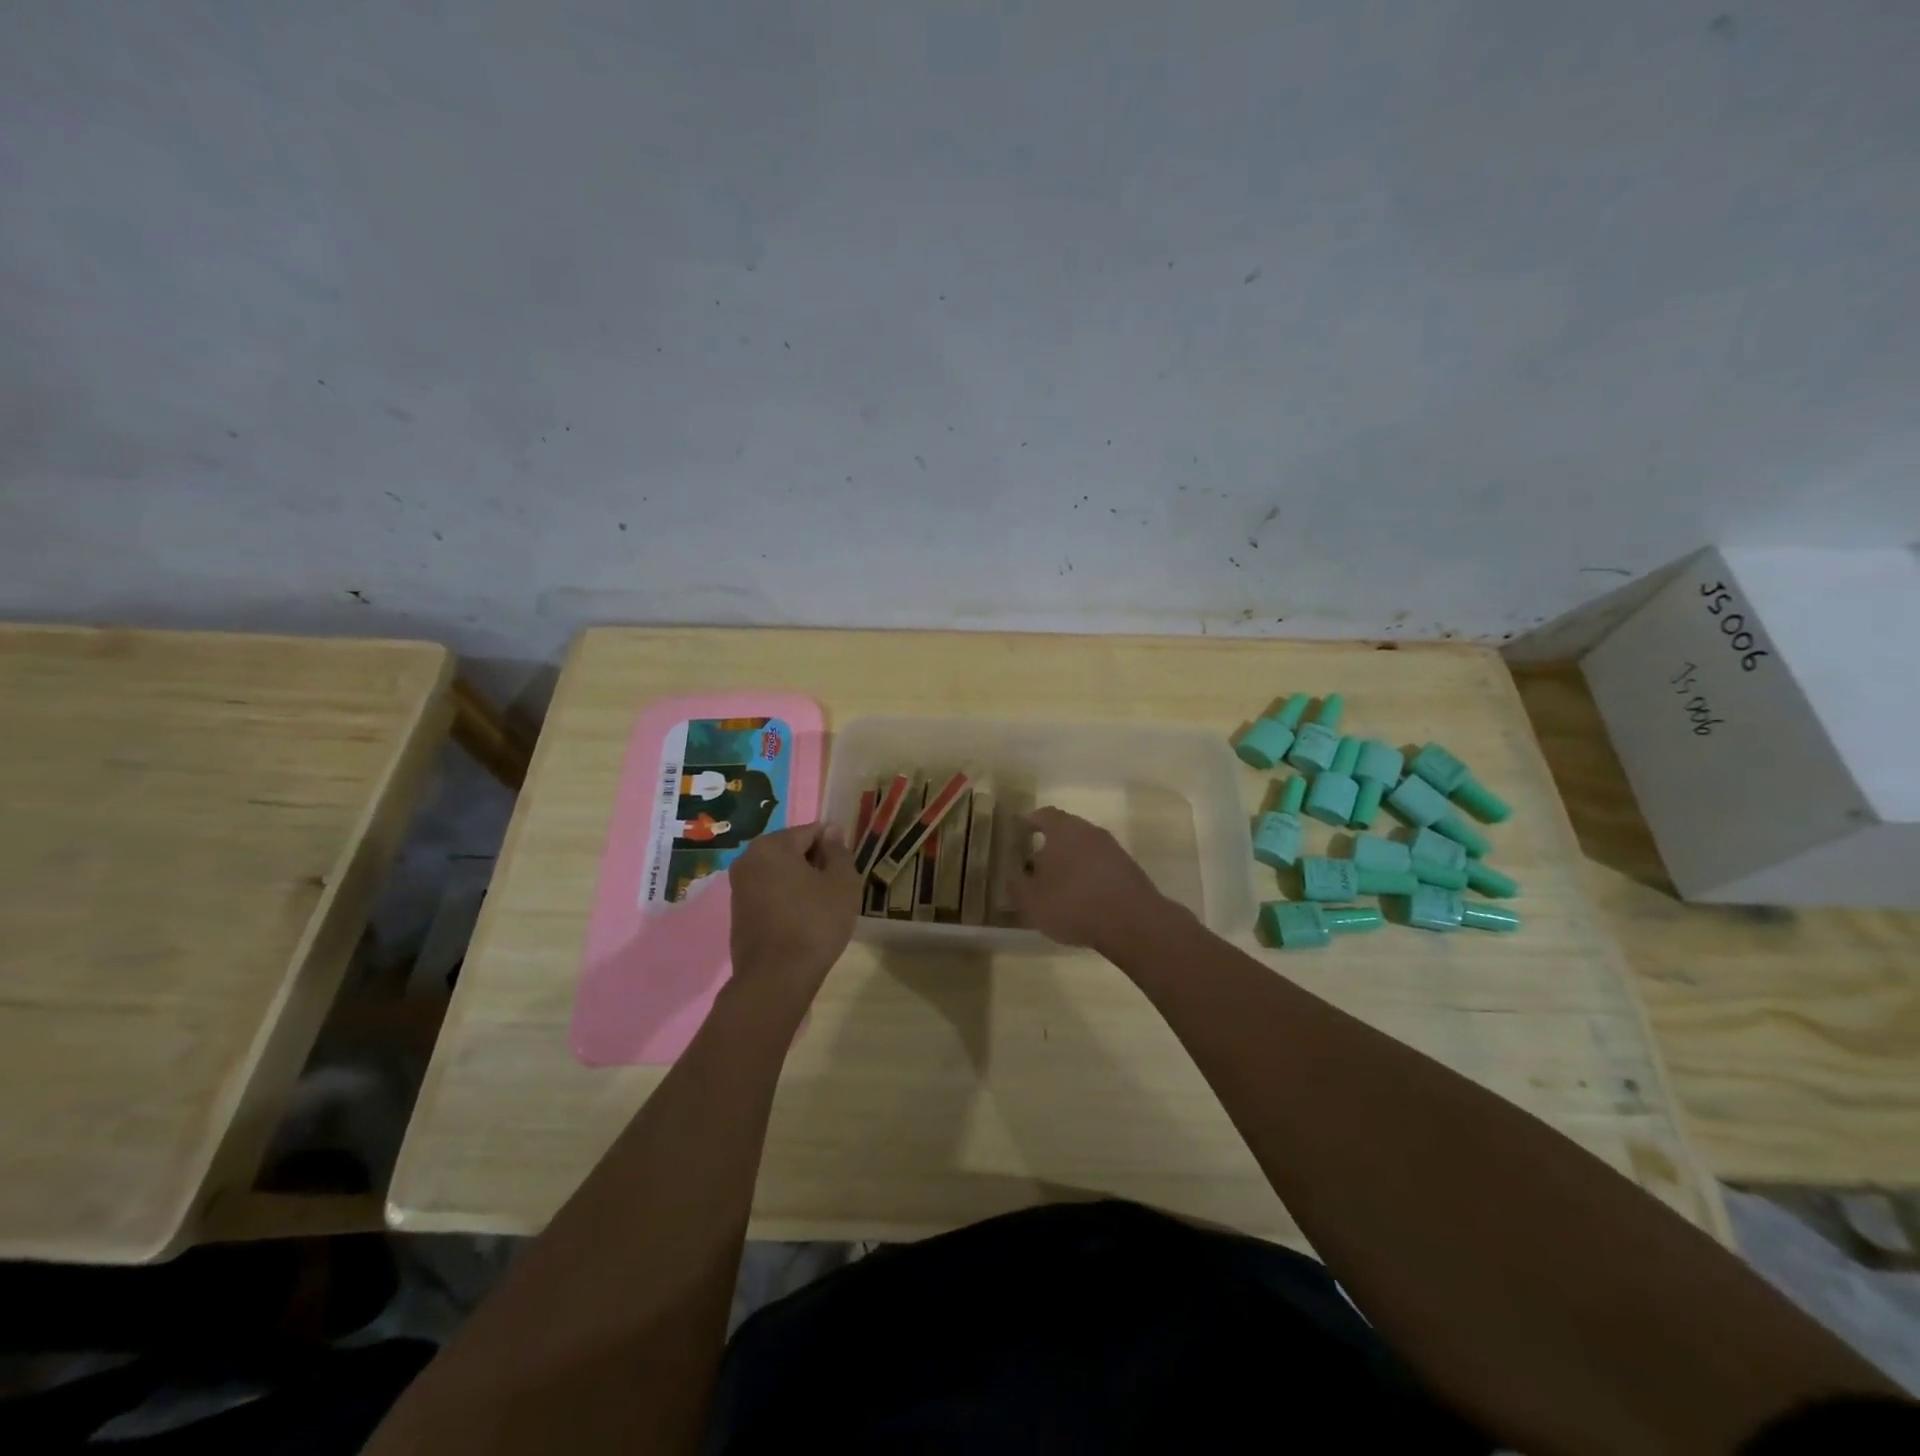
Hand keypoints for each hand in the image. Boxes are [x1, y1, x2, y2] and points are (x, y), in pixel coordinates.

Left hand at [727, 823, 862, 1005]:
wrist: (776, 979)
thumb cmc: (815, 923)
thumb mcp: (842, 883)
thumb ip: (838, 851)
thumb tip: (831, 831)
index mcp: (771, 845)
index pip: (811, 832)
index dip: (833, 848)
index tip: (846, 871)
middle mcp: (748, 859)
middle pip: (792, 851)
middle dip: (815, 865)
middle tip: (836, 890)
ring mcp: (738, 888)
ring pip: (780, 874)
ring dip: (801, 883)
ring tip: (821, 908)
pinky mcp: (738, 913)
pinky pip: (769, 894)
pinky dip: (786, 900)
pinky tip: (802, 922)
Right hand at [1009, 806, 1169, 952]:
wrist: (1131, 922)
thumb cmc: (1072, 903)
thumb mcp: (1031, 901)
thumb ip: (1018, 886)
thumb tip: (1015, 876)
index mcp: (1063, 829)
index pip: (1044, 815)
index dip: (1031, 822)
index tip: (1022, 831)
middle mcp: (1089, 831)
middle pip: (1067, 831)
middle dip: (1051, 846)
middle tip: (1037, 866)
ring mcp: (1113, 849)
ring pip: (1086, 849)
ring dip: (1072, 863)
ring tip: (1059, 887)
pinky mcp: (1130, 870)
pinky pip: (1102, 867)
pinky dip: (1090, 877)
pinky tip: (1083, 899)